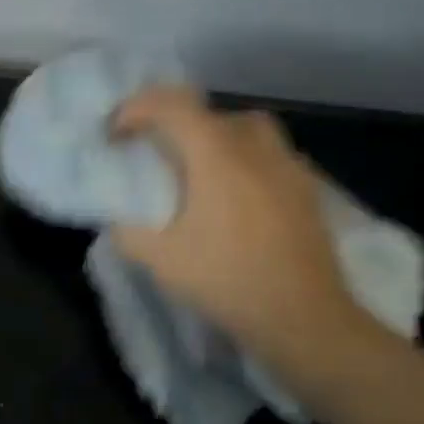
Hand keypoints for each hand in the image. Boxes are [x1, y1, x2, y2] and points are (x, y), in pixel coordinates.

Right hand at [109, 87, 380, 366]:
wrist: (304, 318)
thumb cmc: (229, 281)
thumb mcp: (161, 260)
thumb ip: (129, 231)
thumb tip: (118, 219)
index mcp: (217, 156)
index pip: (172, 105)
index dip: (137, 109)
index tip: (116, 135)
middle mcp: (255, 148)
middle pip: (209, 112)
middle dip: (173, 122)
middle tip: (154, 150)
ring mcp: (288, 166)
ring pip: (247, 127)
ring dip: (215, 134)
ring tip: (198, 165)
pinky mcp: (307, 189)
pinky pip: (270, 154)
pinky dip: (245, 158)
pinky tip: (237, 193)